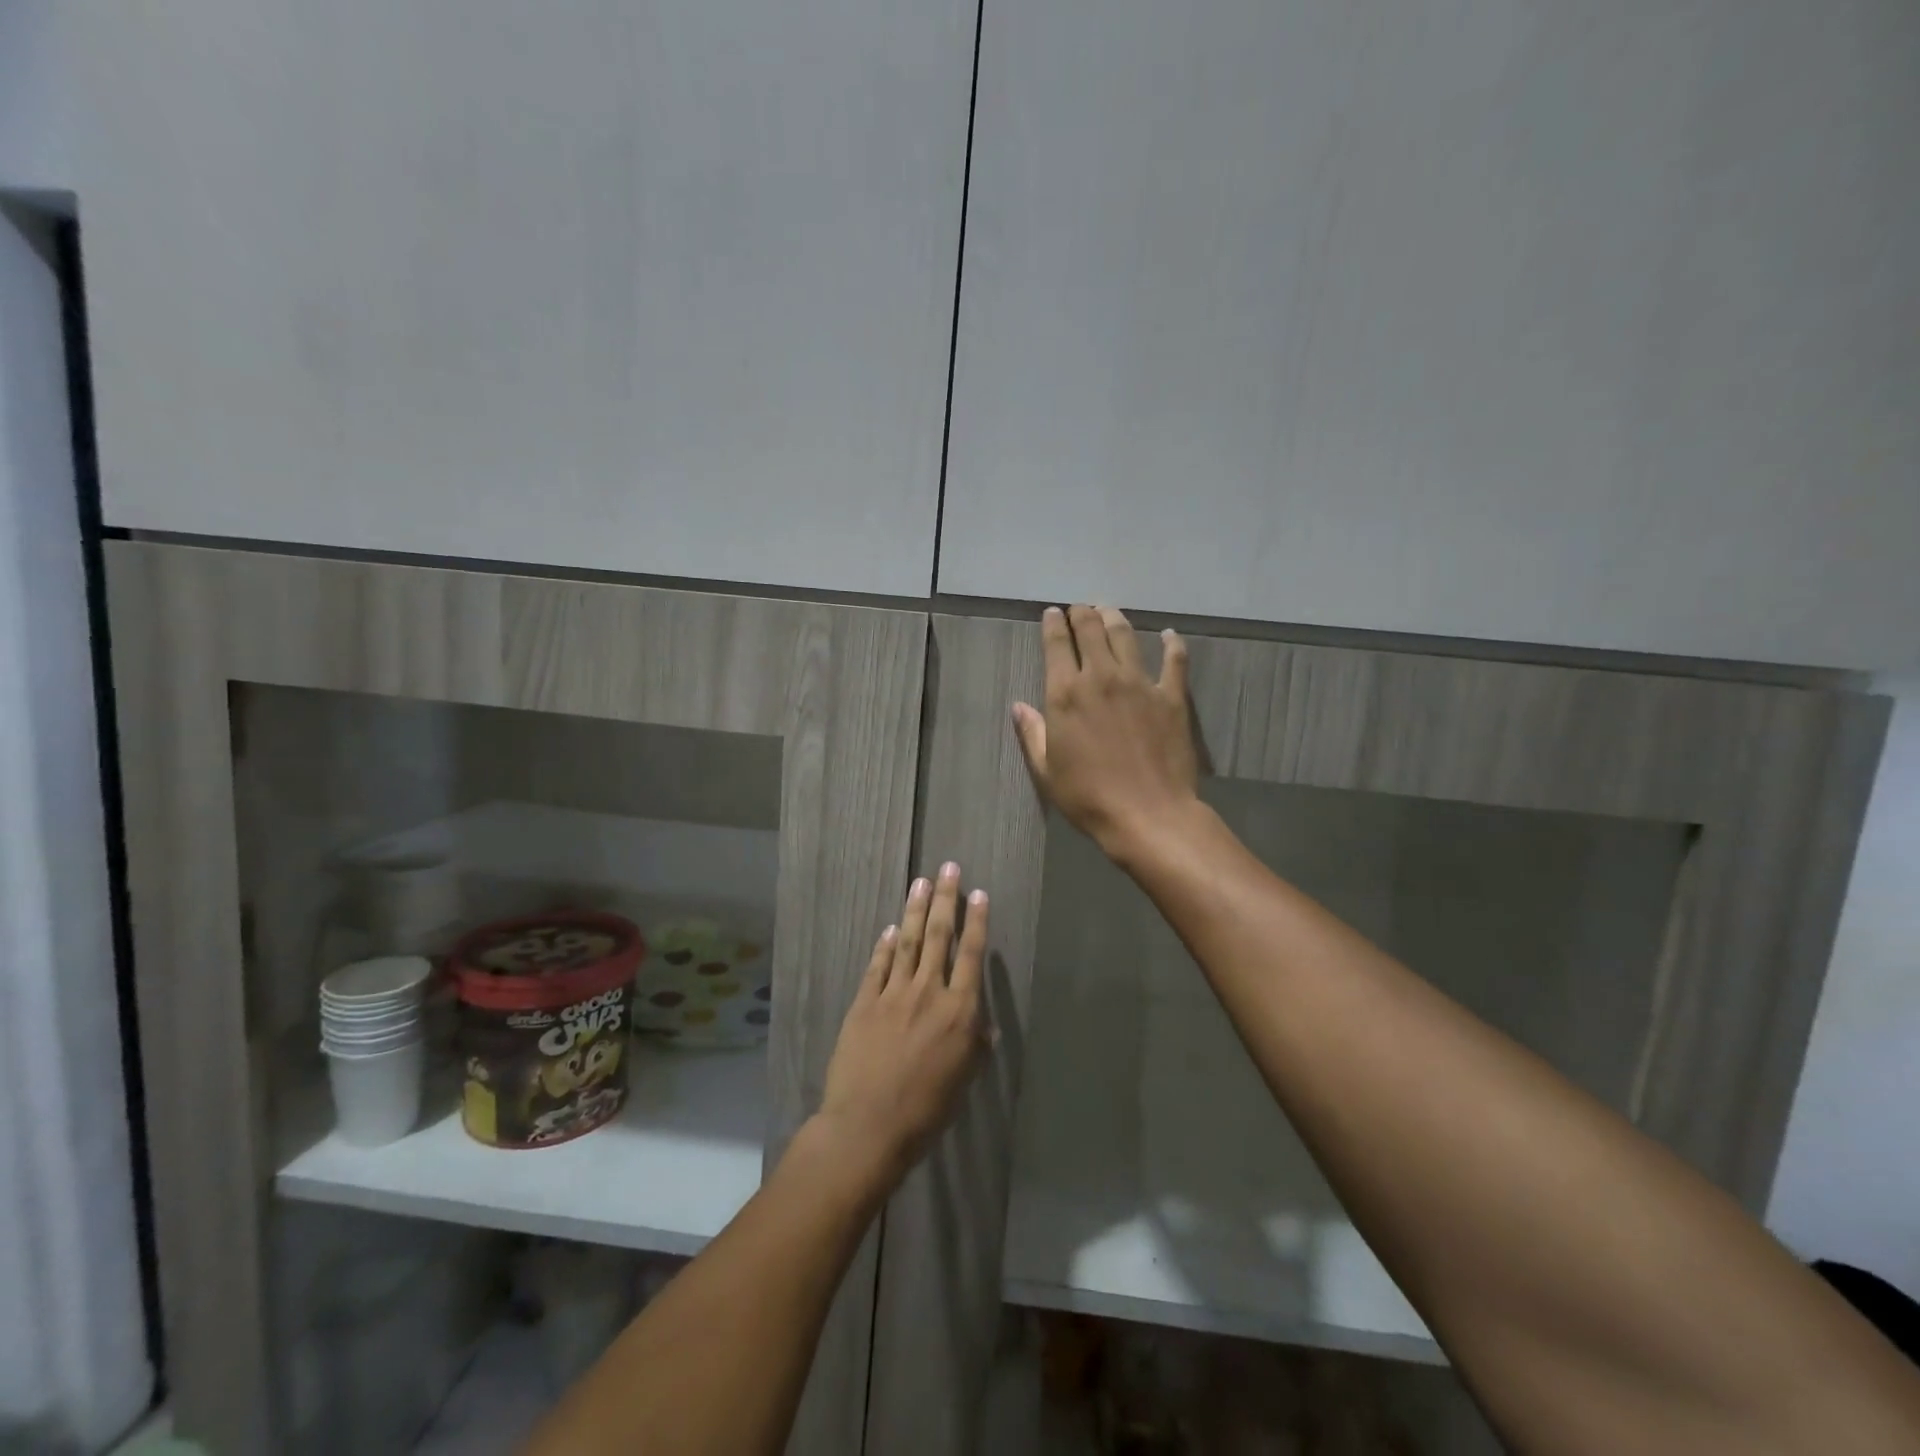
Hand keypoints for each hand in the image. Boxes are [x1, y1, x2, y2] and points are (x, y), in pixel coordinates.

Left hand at [816, 864, 987, 1182]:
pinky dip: (885, 945)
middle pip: (939, 936)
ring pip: (908, 941)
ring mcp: (893, 993)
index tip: (979, 893)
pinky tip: (891, 929)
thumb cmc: (926, 1110)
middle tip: (948, 868)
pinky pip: (878, 965)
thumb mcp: (963, 1081)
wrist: (869, 1125)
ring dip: (915, 910)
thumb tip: (986, 1025)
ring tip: (921, 882)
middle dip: (946, 899)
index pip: (971, 955)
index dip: (976, 922)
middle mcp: (928, 992)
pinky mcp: (864, 1002)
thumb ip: (975, 1047)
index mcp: (959, 1011)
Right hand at [1012, 605, 1200, 859]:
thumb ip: (1032, 733)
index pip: (1057, 645)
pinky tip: (1169, 634)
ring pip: (1126, 635)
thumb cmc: (1088, 796)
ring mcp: (1140, 683)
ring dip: (1115, 618)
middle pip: (1091, 630)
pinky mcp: (1171, 696)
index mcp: (1066, 694)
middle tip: (1080, 608)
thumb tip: (1019, 706)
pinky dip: (1171, 643)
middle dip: (1082, 613)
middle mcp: (1101, 677)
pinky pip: (1174, 660)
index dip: (1053, 624)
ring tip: (1110, 611)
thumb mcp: (1046, 770)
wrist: (1148, 814)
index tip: (1052, 614)